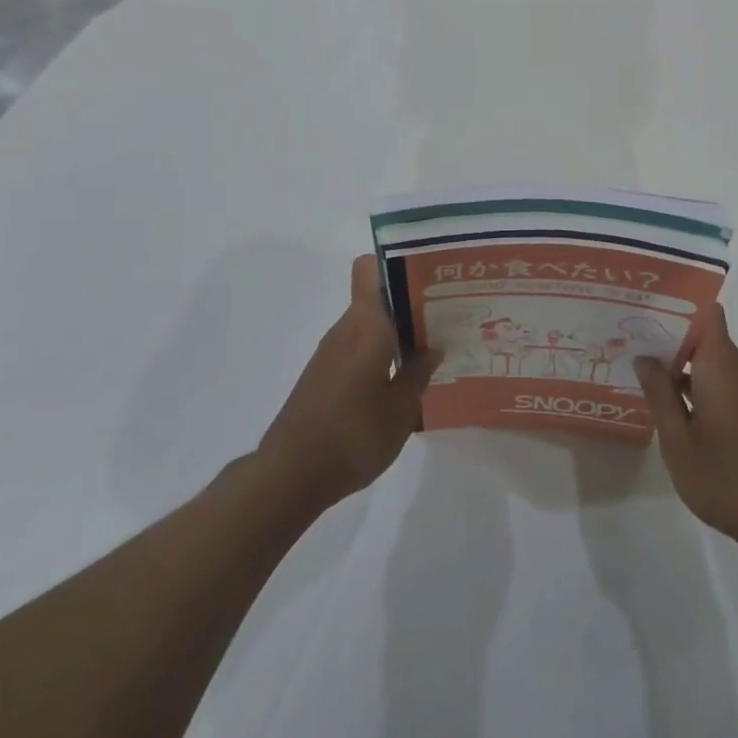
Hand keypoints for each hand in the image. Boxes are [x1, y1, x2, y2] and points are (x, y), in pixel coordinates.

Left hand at [255, 255, 439, 515]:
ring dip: (397, 331)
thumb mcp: (400, 410)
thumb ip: (419, 373)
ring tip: (433, 348)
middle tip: (447, 315)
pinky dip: (381, 353)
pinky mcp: (323, 375)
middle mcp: (346, 329)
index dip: (397, 263)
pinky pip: (359, 347)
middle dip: (411, 302)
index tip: (429, 276)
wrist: (290, 475)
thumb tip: (434, 347)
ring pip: (369, 324)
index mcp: (365, 326)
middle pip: (377, 297)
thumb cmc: (352, 436)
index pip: (370, 269)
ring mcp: (331, 352)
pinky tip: (402, 379)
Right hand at [634, 305, 737, 547]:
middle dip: (669, 332)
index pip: (707, 313)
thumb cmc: (724, 476)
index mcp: (720, 365)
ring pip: (709, 358)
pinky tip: (666, 398)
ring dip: (679, 360)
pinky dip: (693, 380)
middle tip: (629, 335)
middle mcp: (737, 369)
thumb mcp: (677, 439)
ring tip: (638, 363)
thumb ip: (660, 394)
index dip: (678, 304)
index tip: (646, 307)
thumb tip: (644, 357)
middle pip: (704, 334)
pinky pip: (718, 379)